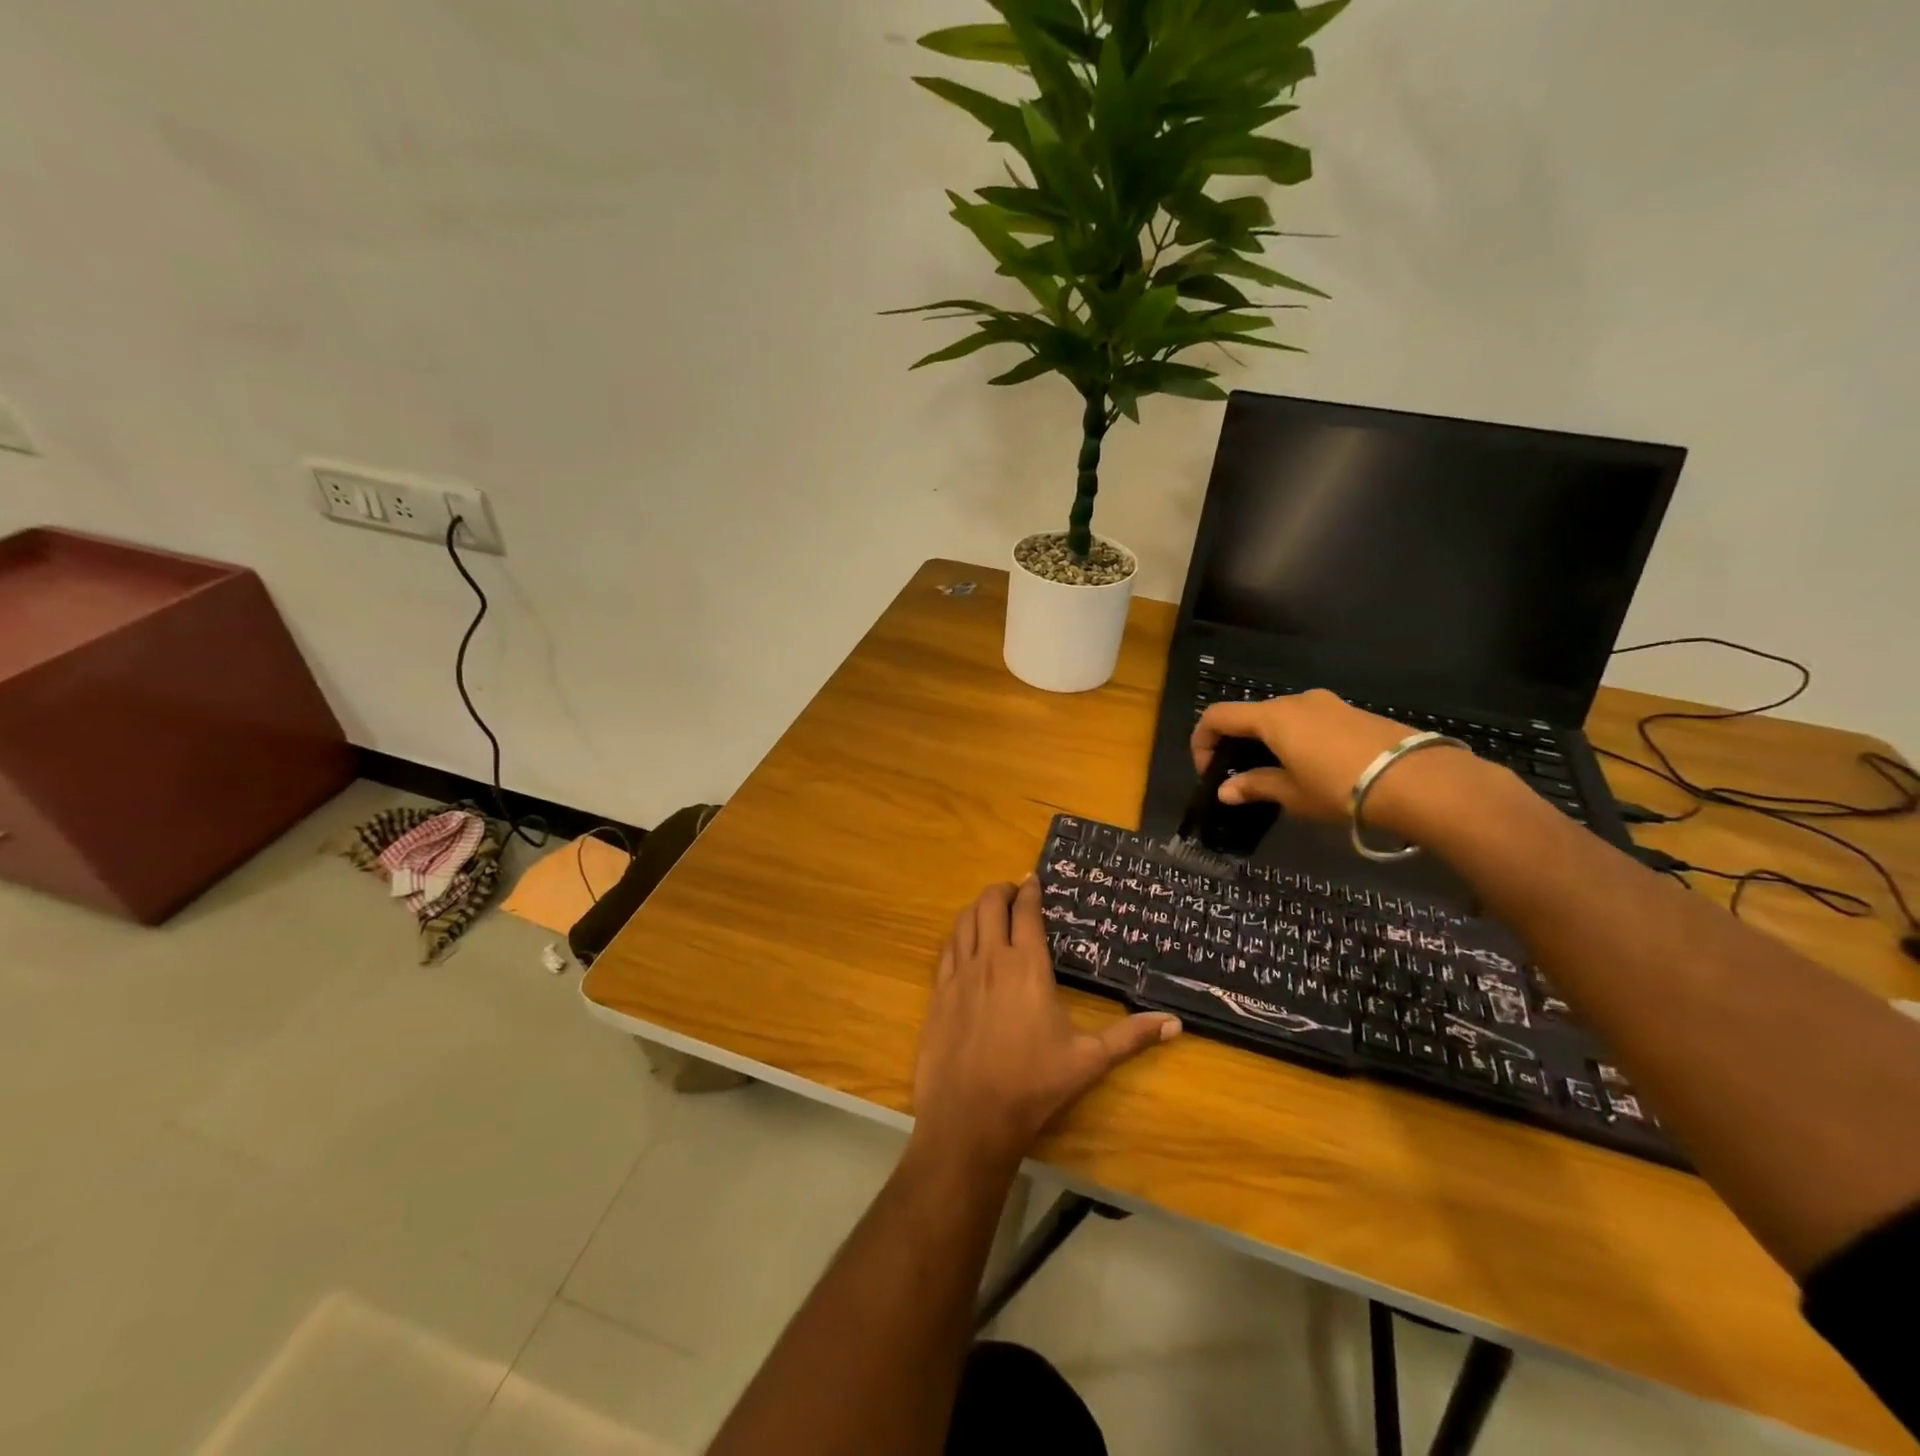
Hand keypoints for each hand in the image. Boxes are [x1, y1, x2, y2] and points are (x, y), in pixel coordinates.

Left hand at [912, 878, 1179, 1172]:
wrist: (970, 1115)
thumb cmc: (1033, 1083)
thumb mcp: (1089, 1059)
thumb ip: (1131, 1036)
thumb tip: (1176, 1023)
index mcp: (1027, 965)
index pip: (1026, 911)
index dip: (1029, 890)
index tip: (1033, 879)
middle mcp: (991, 958)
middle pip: (989, 904)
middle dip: (1001, 890)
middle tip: (1013, 891)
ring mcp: (959, 973)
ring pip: (964, 921)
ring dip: (977, 908)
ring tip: (990, 909)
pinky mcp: (938, 992)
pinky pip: (947, 948)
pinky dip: (958, 934)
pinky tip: (964, 942)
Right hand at [1190, 688, 1472, 827]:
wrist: (1418, 780)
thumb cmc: (1341, 787)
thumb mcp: (1292, 793)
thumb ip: (1255, 786)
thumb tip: (1225, 790)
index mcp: (1272, 717)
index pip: (1218, 716)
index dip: (1202, 741)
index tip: (1208, 772)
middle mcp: (1296, 701)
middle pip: (1250, 714)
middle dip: (1236, 743)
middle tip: (1240, 777)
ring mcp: (1328, 703)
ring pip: (1282, 717)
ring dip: (1268, 742)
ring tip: (1278, 775)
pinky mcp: (1353, 712)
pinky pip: (1310, 721)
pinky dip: (1296, 739)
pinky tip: (1313, 768)